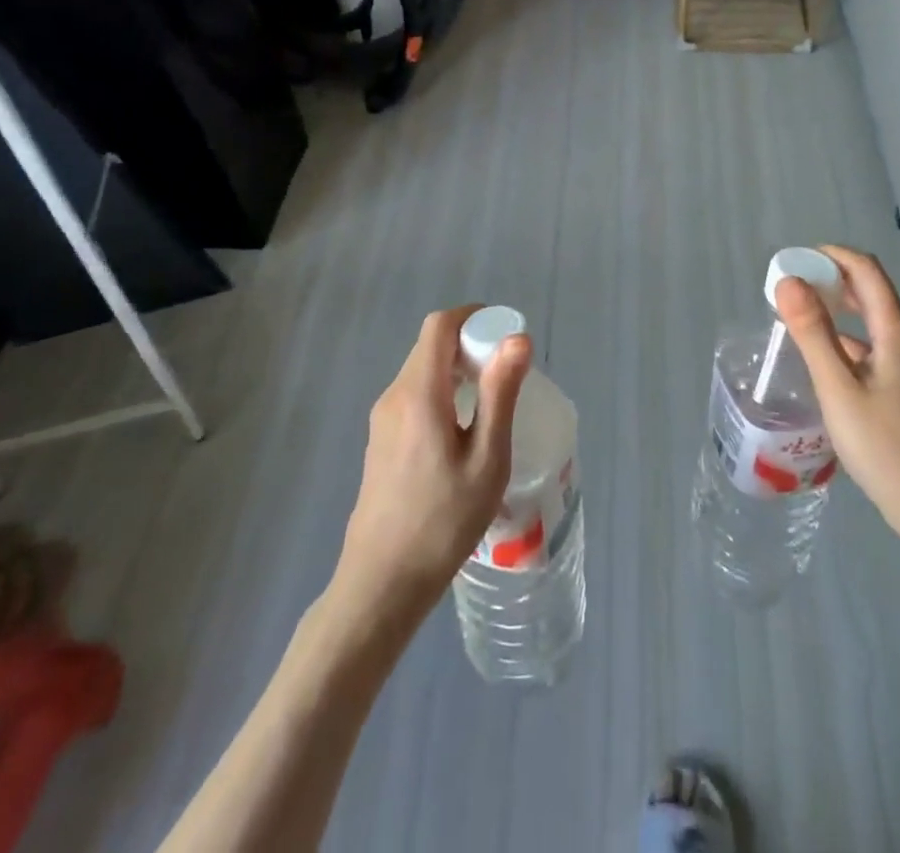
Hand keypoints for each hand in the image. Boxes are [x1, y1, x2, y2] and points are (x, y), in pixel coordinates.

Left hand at [334, 307, 530, 622]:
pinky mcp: (381, 440)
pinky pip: (415, 395)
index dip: (473, 316)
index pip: (440, 326)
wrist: (382, 583)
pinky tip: (464, 431)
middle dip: (470, 343)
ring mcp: (382, 419)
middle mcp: (394, 396)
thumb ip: (500, 394)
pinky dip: (443, 391)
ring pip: (423, 370)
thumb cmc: (443, 522)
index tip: (505, 335)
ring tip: (492, 403)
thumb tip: (517, 339)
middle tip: (507, 373)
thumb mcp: (486, 459)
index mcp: (419, 394)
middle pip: (431, 345)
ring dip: (457, 369)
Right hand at [774, 246, 899, 554]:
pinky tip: (819, 360)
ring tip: (795, 319)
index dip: (829, 255)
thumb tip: (788, 281)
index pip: (865, 269)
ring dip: (835, 308)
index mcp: (896, 330)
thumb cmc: (885, 446)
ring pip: (869, 320)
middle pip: (869, 290)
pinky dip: (843, 338)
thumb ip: (813, 332)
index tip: (791, 261)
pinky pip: (870, 346)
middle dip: (829, 278)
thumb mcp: (839, 388)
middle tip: (787, 289)